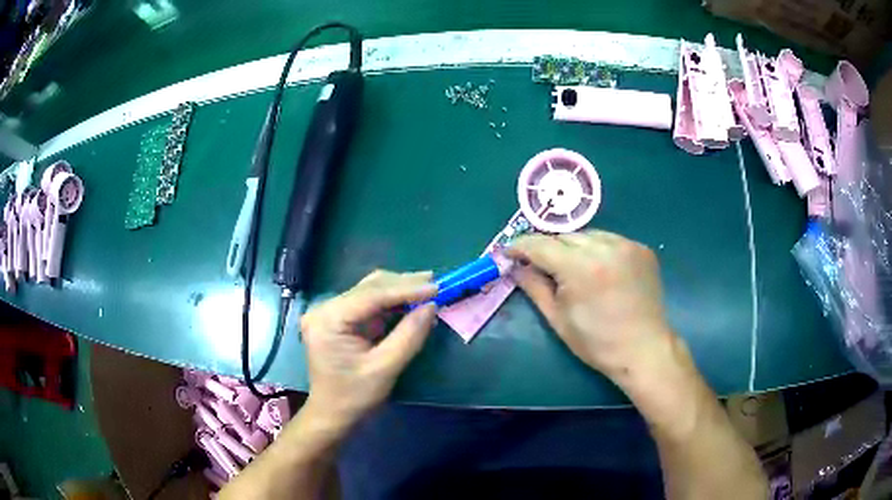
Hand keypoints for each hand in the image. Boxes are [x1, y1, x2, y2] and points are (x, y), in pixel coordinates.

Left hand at [300, 270, 437, 429]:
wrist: (332, 414)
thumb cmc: (354, 396)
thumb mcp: (385, 368)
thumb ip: (409, 335)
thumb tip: (431, 306)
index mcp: (328, 320)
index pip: (371, 295)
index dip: (405, 289)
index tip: (436, 287)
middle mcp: (325, 309)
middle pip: (369, 288)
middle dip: (404, 285)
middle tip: (436, 283)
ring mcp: (330, 313)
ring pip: (369, 291)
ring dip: (399, 290)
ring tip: (428, 288)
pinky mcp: (339, 319)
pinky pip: (368, 303)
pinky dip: (391, 302)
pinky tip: (411, 301)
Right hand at [506, 230, 672, 377]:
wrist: (643, 350)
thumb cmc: (596, 342)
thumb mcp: (557, 318)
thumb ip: (534, 286)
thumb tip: (516, 266)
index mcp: (581, 267)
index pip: (541, 245)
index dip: (520, 246)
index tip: (509, 252)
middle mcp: (606, 247)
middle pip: (564, 236)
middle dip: (549, 249)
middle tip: (542, 267)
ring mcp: (627, 245)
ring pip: (588, 235)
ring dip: (575, 247)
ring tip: (575, 269)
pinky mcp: (642, 249)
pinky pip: (610, 240)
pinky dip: (599, 250)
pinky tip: (600, 270)